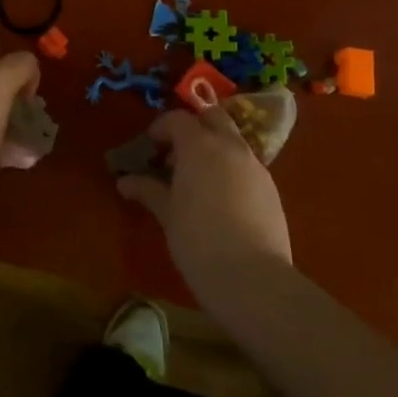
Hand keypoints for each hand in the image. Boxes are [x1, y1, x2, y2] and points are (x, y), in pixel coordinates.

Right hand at [117, 107, 291, 291]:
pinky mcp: (272, 189)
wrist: (253, 279)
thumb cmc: (198, 241)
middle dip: (194, 127)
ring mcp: (255, 166)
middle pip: (213, 117)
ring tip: (198, 179)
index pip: (178, 119)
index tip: (150, 147)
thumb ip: (148, 190)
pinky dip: (231, 169)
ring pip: (233, 140)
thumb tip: (125, 181)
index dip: (161, 128)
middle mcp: (230, 146)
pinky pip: (247, 165)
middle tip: (176, 153)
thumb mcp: (168, 215)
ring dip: (214, 147)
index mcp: (199, 145)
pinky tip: (222, 200)